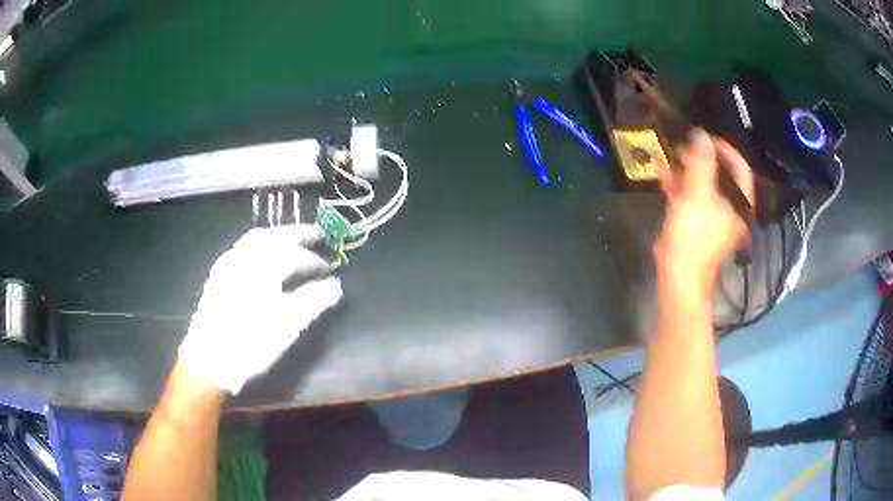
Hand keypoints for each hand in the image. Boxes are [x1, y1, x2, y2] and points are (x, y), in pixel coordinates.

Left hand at [178, 225, 341, 393]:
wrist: (209, 359)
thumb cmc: (251, 343)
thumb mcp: (287, 326)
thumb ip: (313, 301)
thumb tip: (335, 286)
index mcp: (263, 268)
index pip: (295, 255)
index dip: (314, 261)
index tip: (329, 270)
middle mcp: (244, 257)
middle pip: (274, 235)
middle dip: (297, 233)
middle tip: (317, 234)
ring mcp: (228, 263)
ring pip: (255, 238)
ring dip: (277, 235)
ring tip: (293, 241)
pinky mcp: (218, 273)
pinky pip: (242, 247)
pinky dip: (259, 244)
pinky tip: (264, 255)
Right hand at [654, 129, 754, 292]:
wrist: (678, 275)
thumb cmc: (694, 236)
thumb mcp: (698, 194)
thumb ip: (701, 162)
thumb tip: (702, 134)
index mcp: (740, 203)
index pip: (740, 168)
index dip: (725, 149)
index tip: (705, 137)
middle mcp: (731, 208)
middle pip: (722, 174)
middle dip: (703, 157)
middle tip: (684, 144)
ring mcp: (713, 216)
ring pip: (704, 184)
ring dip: (688, 169)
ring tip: (671, 154)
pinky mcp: (696, 223)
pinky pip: (691, 197)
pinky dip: (679, 184)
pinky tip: (662, 172)